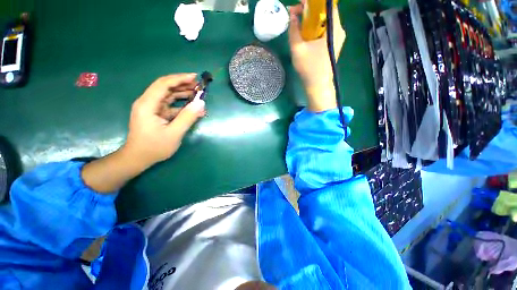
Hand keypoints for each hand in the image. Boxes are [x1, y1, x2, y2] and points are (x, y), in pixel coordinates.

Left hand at [123, 73, 204, 168]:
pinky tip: (192, 107)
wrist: (138, 158)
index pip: (163, 84)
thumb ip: (188, 117)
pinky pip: (170, 105)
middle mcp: (148, 102)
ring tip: (198, 94)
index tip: (195, 77)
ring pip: (168, 95)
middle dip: (183, 85)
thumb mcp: (174, 133)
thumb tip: (201, 103)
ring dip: (183, 94)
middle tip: (199, 86)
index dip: (179, 78)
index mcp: (148, 104)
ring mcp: (152, 108)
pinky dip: (181, 105)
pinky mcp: (156, 114)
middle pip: (166, 87)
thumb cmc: (154, 147)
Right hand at [288, 3, 345, 111]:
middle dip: (309, 10)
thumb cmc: (309, 68)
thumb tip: (292, 15)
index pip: (327, 5)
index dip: (313, 2)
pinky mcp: (332, 45)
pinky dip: (313, 28)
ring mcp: (336, 38)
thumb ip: (293, 30)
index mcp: (333, 28)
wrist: (318, 86)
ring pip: (323, 21)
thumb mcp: (297, 48)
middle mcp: (338, 30)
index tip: (300, 3)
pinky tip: (304, 33)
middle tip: (295, 14)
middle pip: (325, 12)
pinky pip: (323, 30)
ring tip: (297, 23)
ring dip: (310, 20)